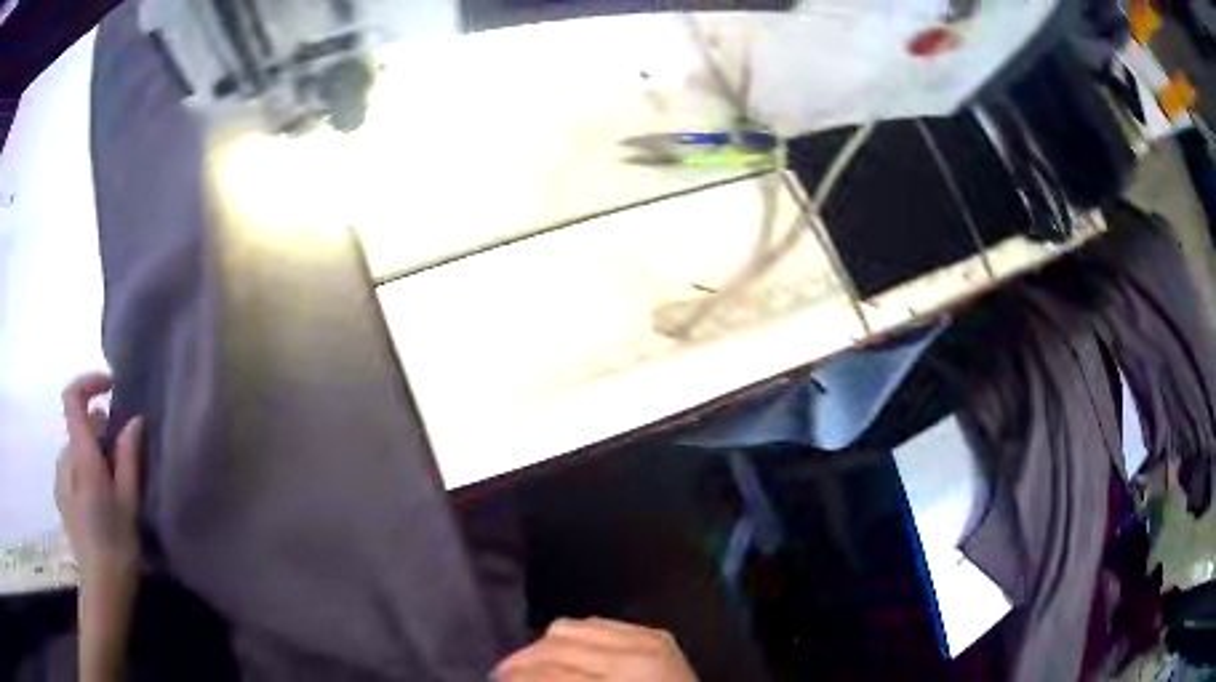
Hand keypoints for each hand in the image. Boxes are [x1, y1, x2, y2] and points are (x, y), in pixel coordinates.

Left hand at [57, 373, 142, 588]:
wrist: (102, 589)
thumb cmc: (118, 546)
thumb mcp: (128, 502)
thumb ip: (128, 457)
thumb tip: (134, 420)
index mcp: (80, 457)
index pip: (72, 397)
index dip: (89, 382)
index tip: (111, 387)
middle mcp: (65, 460)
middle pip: (78, 426)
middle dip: (100, 431)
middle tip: (124, 456)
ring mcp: (60, 480)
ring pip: (76, 450)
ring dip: (94, 453)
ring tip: (115, 485)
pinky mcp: (62, 498)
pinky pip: (73, 469)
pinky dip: (86, 470)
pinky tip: (102, 502)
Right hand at [492, 618, 697, 681]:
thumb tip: (519, 679)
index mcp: (623, 681)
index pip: (548, 671)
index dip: (513, 675)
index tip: (494, 678)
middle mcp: (636, 655)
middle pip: (556, 642)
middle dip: (521, 661)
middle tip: (503, 676)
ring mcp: (650, 641)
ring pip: (572, 626)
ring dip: (545, 647)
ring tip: (532, 668)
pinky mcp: (656, 636)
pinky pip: (599, 624)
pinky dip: (576, 638)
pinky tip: (568, 657)